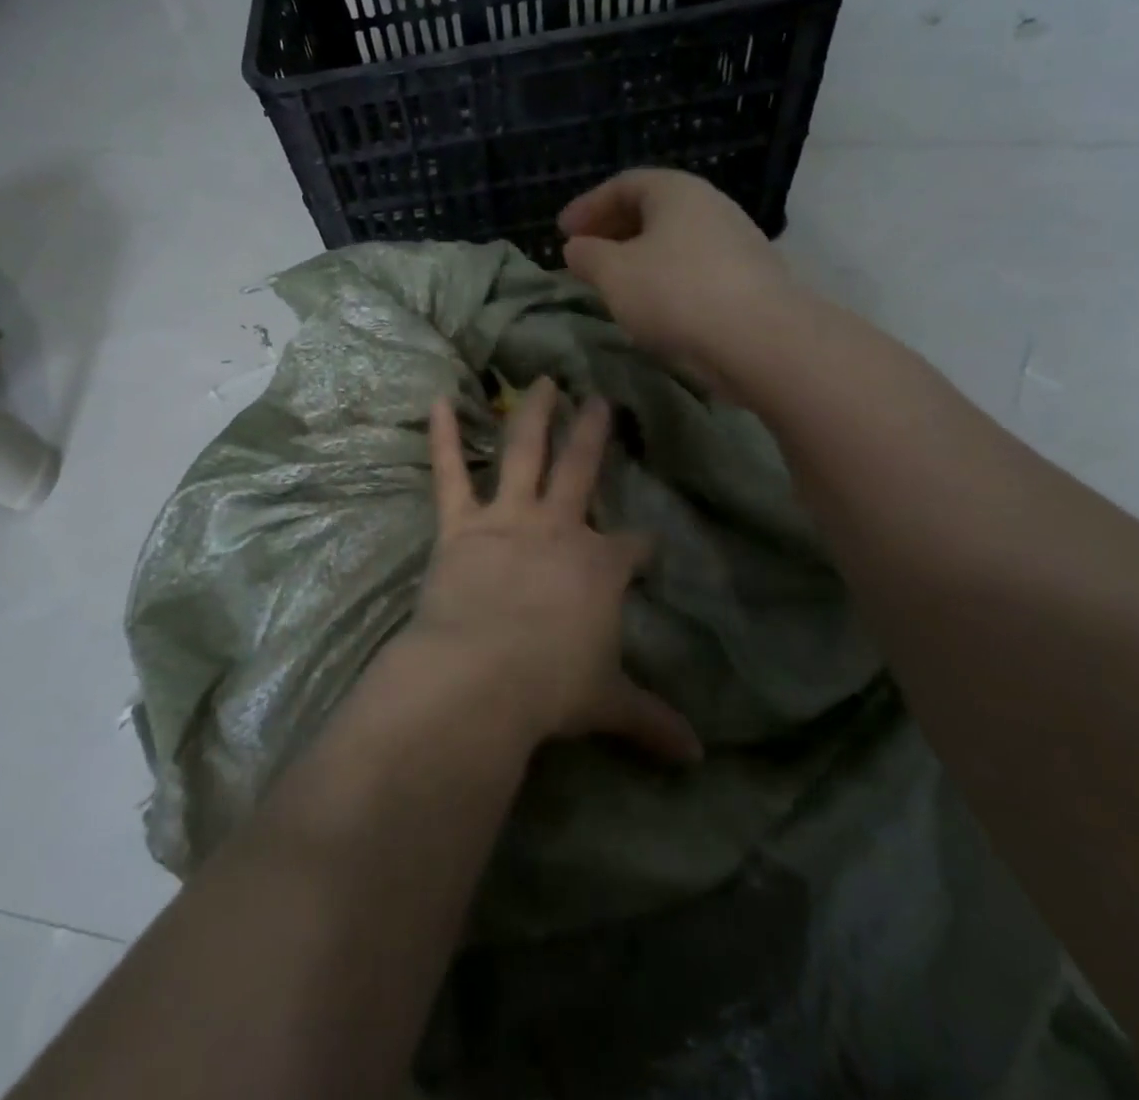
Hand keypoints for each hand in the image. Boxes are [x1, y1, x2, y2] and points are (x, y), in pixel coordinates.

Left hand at [412, 377, 701, 763]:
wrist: (482, 675)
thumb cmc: (551, 688)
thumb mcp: (607, 704)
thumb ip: (651, 721)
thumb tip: (697, 757)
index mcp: (600, 566)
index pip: (633, 547)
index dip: (643, 546)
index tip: (648, 547)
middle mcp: (559, 529)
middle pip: (583, 471)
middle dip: (595, 435)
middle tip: (602, 401)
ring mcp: (508, 520)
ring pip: (525, 453)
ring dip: (535, 415)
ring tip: (544, 381)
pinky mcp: (461, 526)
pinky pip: (450, 473)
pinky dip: (444, 436)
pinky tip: (441, 400)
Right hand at [558, 169, 788, 380]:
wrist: (759, 340)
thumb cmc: (675, 293)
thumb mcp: (614, 274)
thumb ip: (587, 256)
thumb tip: (576, 248)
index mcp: (676, 191)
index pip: (624, 184)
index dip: (588, 206)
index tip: (562, 231)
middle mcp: (710, 205)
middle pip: (652, 209)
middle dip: (612, 229)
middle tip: (584, 253)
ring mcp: (735, 241)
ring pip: (673, 240)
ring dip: (637, 255)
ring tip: (614, 281)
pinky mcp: (747, 278)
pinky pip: (692, 266)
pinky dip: (663, 276)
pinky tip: (651, 303)